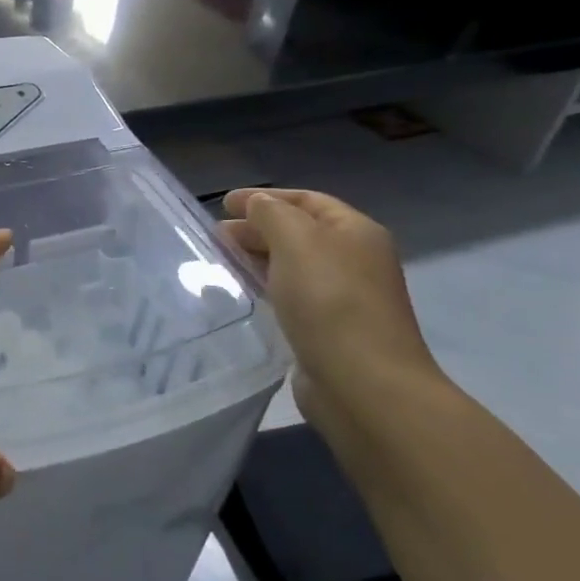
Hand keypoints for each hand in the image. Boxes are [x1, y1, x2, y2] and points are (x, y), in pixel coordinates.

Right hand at [219, 188, 439, 423]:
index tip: (223, 204)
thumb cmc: (330, 301)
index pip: (307, 200)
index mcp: (356, 232)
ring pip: (293, 265)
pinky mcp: (328, 330)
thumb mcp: (296, 241)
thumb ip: (272, 214)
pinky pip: (290, 296)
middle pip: (300, 231)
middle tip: (216, 236)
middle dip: (257, 228)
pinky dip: (265, 287)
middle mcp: (355, 260)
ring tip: (221, 261)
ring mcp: (344, 297)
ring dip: (257, 258)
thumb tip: (257, 205)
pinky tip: (243, 293)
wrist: (362, 383)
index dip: (264, 197)